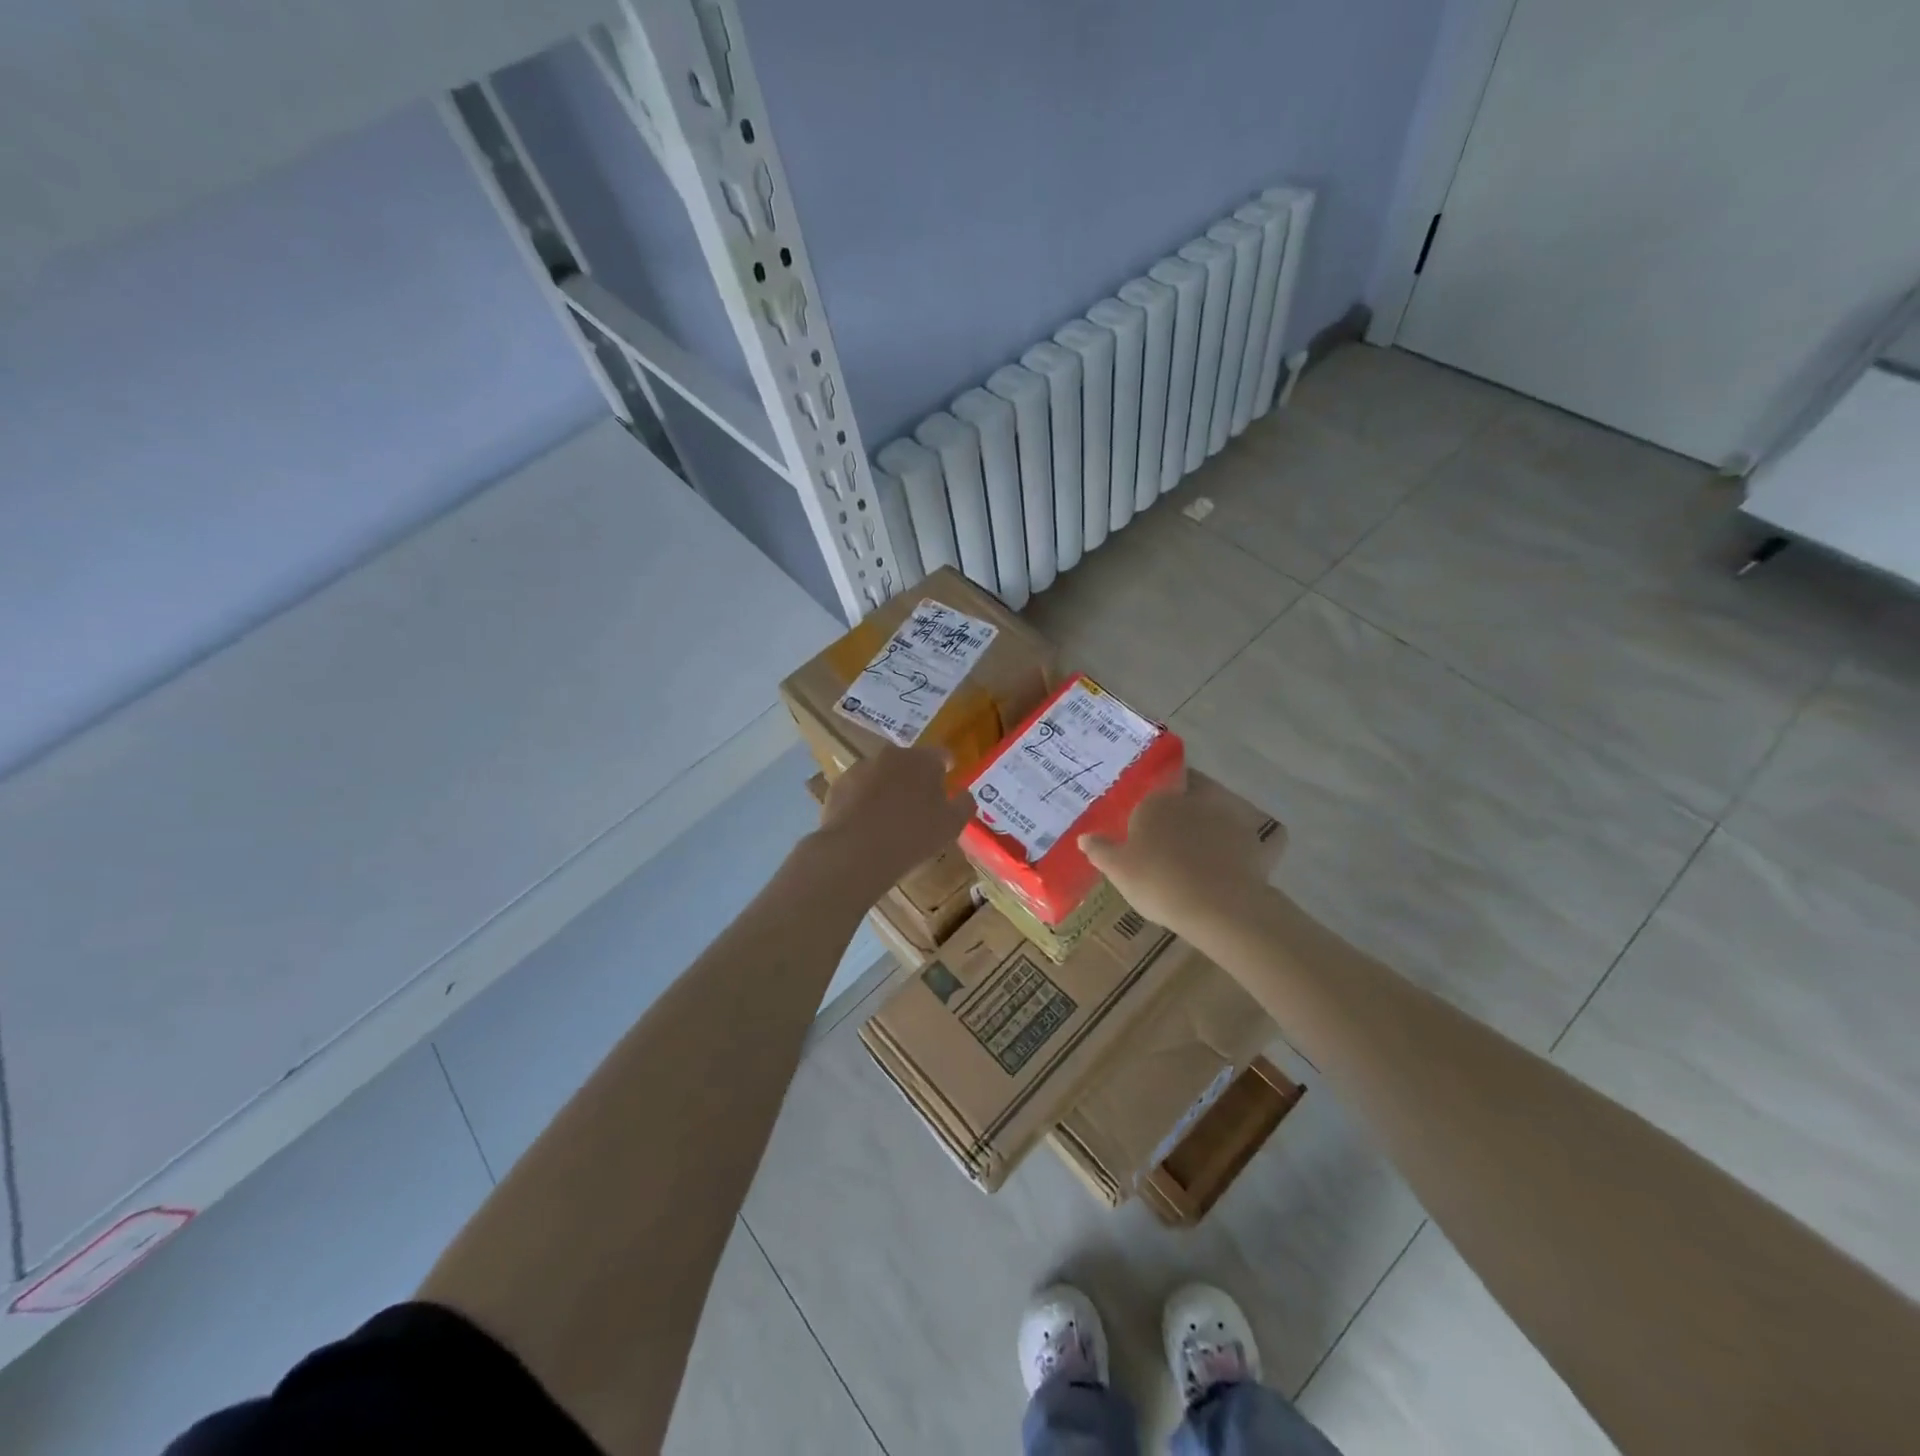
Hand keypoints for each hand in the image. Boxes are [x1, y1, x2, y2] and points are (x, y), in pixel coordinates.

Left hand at [814, 746, 974, 895]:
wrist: (856, 851)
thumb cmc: (913, 835)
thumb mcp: (951, 825)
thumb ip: (964, 805)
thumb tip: (966, 794)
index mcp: (922, 760)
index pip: (940, 754)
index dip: (946, 765)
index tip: (948, 775)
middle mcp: (890, 755)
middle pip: (908, 761)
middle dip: (914, 776)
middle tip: (920, 800)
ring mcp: (860, 768)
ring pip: (880, 774)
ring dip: (887, 786)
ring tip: (890, 814)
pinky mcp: (838, 786)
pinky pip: (858, 789)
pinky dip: (864, 800)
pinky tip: (866, 823)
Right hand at [1079, 771, 1285, 930]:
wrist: (1218, 906)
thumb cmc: (1158, 882)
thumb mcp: (1117, 870)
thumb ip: (1100, 850)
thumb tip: (1085, 837)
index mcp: (1158, 802)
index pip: (1150, 798)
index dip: (1147, 814)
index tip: (1144, 833)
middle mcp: (1195, 800)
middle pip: (1188, 793)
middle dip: (1184, 804)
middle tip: (1176, 832)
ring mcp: (1229, 818)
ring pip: (1220, 809)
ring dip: (1215, 819)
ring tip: (1206, 846)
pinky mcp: (1256, 842)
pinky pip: (1255, 839)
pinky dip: (1252, 845)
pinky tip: (1245, 858)